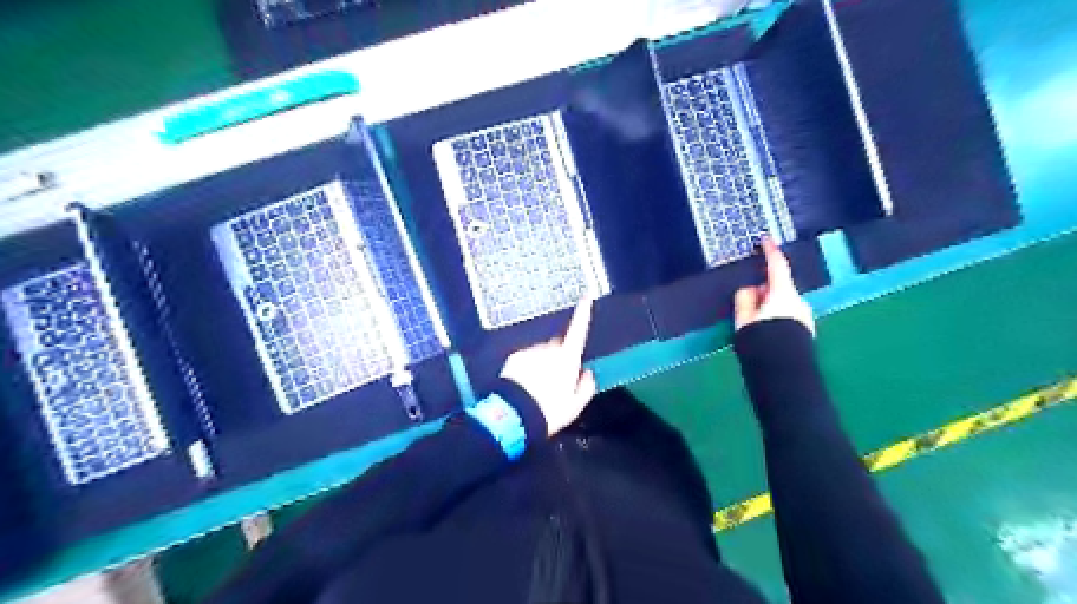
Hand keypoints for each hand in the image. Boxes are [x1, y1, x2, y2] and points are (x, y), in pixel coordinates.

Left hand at [499, 299, 597, 436]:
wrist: (516, 415)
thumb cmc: (549, 412)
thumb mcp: (574, 406)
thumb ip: (585, 387)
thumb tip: (587, 374)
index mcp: (568, 359)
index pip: (578, 330)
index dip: (583, 313)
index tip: (586, 297)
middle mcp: (550, 350)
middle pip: (559, 347)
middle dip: (558, 359)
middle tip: (555, 383)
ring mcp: (532, 351)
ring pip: (541, 353)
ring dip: (541, 365)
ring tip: (537, 388)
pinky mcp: (516, 356)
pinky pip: (525, 359)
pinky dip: (526, 368)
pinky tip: (524, 385)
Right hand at [732, 239, 815, 333]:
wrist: (784, 373)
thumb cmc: (762, 342)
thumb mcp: (744, 319)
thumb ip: (745, 299)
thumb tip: (749, 290)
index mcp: (783, 294)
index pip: (776, 266)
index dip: (770, 252)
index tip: (766, 240)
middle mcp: (798, 302)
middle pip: (778, 288)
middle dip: (763, 293)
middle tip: (745, 308)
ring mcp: (805, 317)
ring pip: (782, 305)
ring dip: (769, 309)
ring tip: (754, 328)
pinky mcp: (806, 331)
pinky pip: (788, 317)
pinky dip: (777, 319)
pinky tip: (767, 336)